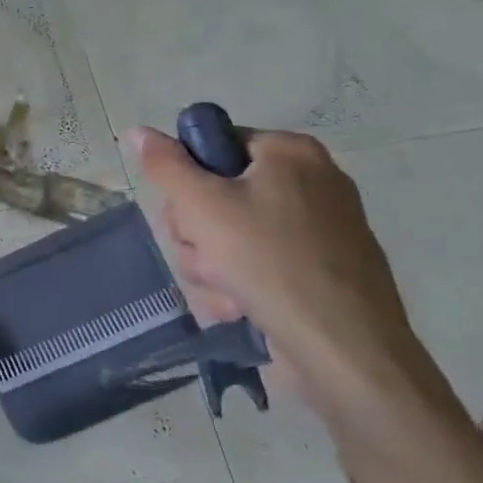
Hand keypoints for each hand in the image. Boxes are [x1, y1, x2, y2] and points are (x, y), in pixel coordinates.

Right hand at [132, 124, 466, 449]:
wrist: (345, 351)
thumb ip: (165, 165)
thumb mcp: (201, 205)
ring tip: (226, 291)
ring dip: (212, 266)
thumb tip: (137, 131)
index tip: (186, 212)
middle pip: (218, 194)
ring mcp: (321, 231)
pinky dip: (242, 286)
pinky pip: (260, 266)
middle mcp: (312, 183)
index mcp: (291, 153)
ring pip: (232, 236)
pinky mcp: (321, 273)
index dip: (189, 180)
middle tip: (205, 254)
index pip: (215, 146)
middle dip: (198, 233)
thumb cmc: (269, 262)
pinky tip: (242, 309)